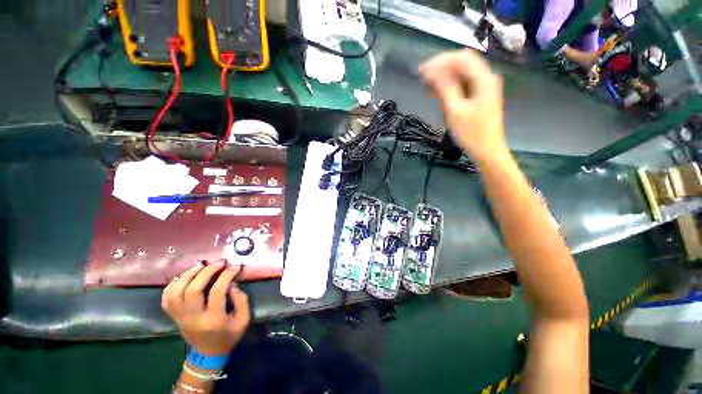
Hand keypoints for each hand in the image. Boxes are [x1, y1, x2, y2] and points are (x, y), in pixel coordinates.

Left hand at [162, 261, 250, 354]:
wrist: (208, 354)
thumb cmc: (229, 336)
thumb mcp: (243, 319)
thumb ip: (241, 299)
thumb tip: (231, 283)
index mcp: (213, 319)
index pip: (217, 292)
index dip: (226, 275)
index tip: (235, 266)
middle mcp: (193, 317)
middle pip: (192, 290)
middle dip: (206, 271)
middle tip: (219, 263)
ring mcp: (180, 317)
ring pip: (175, 292)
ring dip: (188, 275)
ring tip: (202, 265)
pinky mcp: (174, 316)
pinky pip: (166, 298)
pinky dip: (173, 284)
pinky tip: (185, 276)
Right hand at [419, 50, 506, 162]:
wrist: (487, 151)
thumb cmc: (471, 133)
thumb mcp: (455, 111)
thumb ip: (444, 89)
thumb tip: (432, 73)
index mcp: (484, 79)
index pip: (462, 58)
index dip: (441, 61)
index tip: (422, 70)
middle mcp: (486, 79)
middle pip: (462, 64)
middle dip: (441, 68)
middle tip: (422, 77)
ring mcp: (484, 88)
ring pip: (462, 75)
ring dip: (444, 77)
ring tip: (426, 86)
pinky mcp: (479, 97)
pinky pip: (463, 86)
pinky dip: (449, 87)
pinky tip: (437, 93)